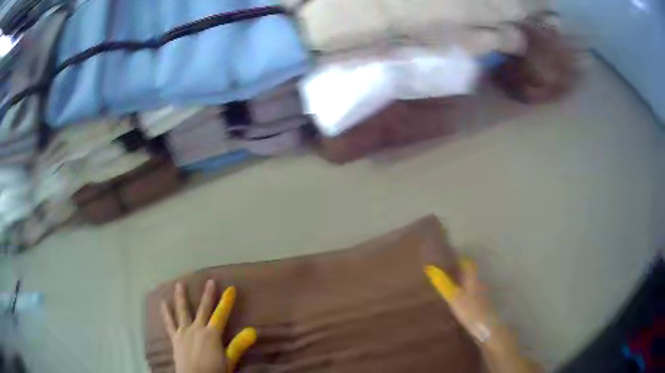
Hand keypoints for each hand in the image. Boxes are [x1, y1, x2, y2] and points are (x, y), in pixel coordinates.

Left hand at [161, 280, 256, 372]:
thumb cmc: (214, 371)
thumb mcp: (229, 360)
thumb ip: (238, 345)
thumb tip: (253, 331)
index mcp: (212, 334)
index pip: (221, 315)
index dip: (226, 302)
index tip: (230, 288)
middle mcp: (197, 329)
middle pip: (203, 309)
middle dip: (207, 294)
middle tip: (210, 281)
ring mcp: (184, 332)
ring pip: (182, 311)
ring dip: (181, 297)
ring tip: (179, 284)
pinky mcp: (174, 338)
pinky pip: (169, 323)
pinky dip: (166, 312)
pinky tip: (163, 302)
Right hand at [424, 259, 512, 349]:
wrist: (487, 327)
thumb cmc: (470, 310)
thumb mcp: (454, 297)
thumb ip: (443, 283)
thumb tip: (429, 268)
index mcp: (473, 279)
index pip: (468, 263)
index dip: (459, 260)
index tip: (448, 261)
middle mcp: (479, 283)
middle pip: (470, 273)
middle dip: (459, 272)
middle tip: (446, 274)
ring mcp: (483, 294)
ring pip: (472, 284)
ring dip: (463, 284)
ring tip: (450, 288)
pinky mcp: (483, 304)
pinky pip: (473, 294)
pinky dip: (466, 294)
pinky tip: (459, 302)